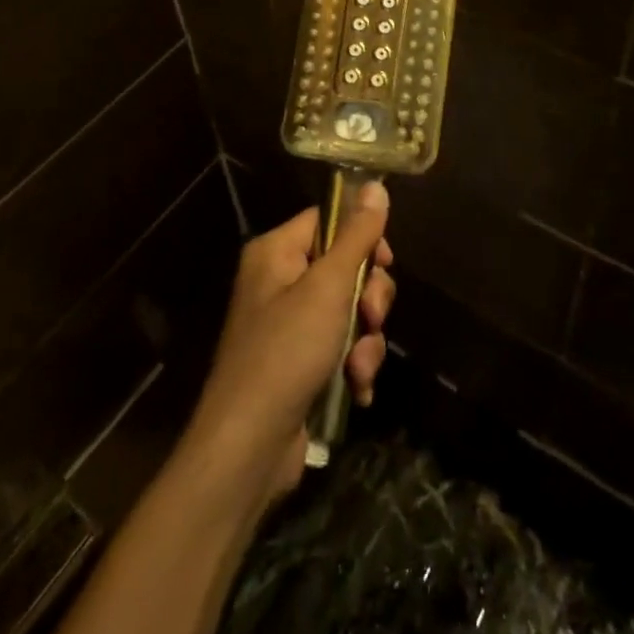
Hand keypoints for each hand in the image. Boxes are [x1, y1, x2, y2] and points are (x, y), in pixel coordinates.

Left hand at [184, 184, 394, 501]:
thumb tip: (376, 185)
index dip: (361, 237)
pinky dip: (353, 367)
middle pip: (344, 267)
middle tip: (370, 318)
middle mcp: (280, 282)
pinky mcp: (299, 365)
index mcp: (276, 252)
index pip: (328, 220)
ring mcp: (289, 326)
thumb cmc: (286, 352)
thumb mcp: (328, 287)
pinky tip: (357, 390)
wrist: (248, 448)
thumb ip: (357, 237)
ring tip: (357, 368)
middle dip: (368, 299)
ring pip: (349, 312)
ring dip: (365, 340)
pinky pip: (340, 348)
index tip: (385, 262)